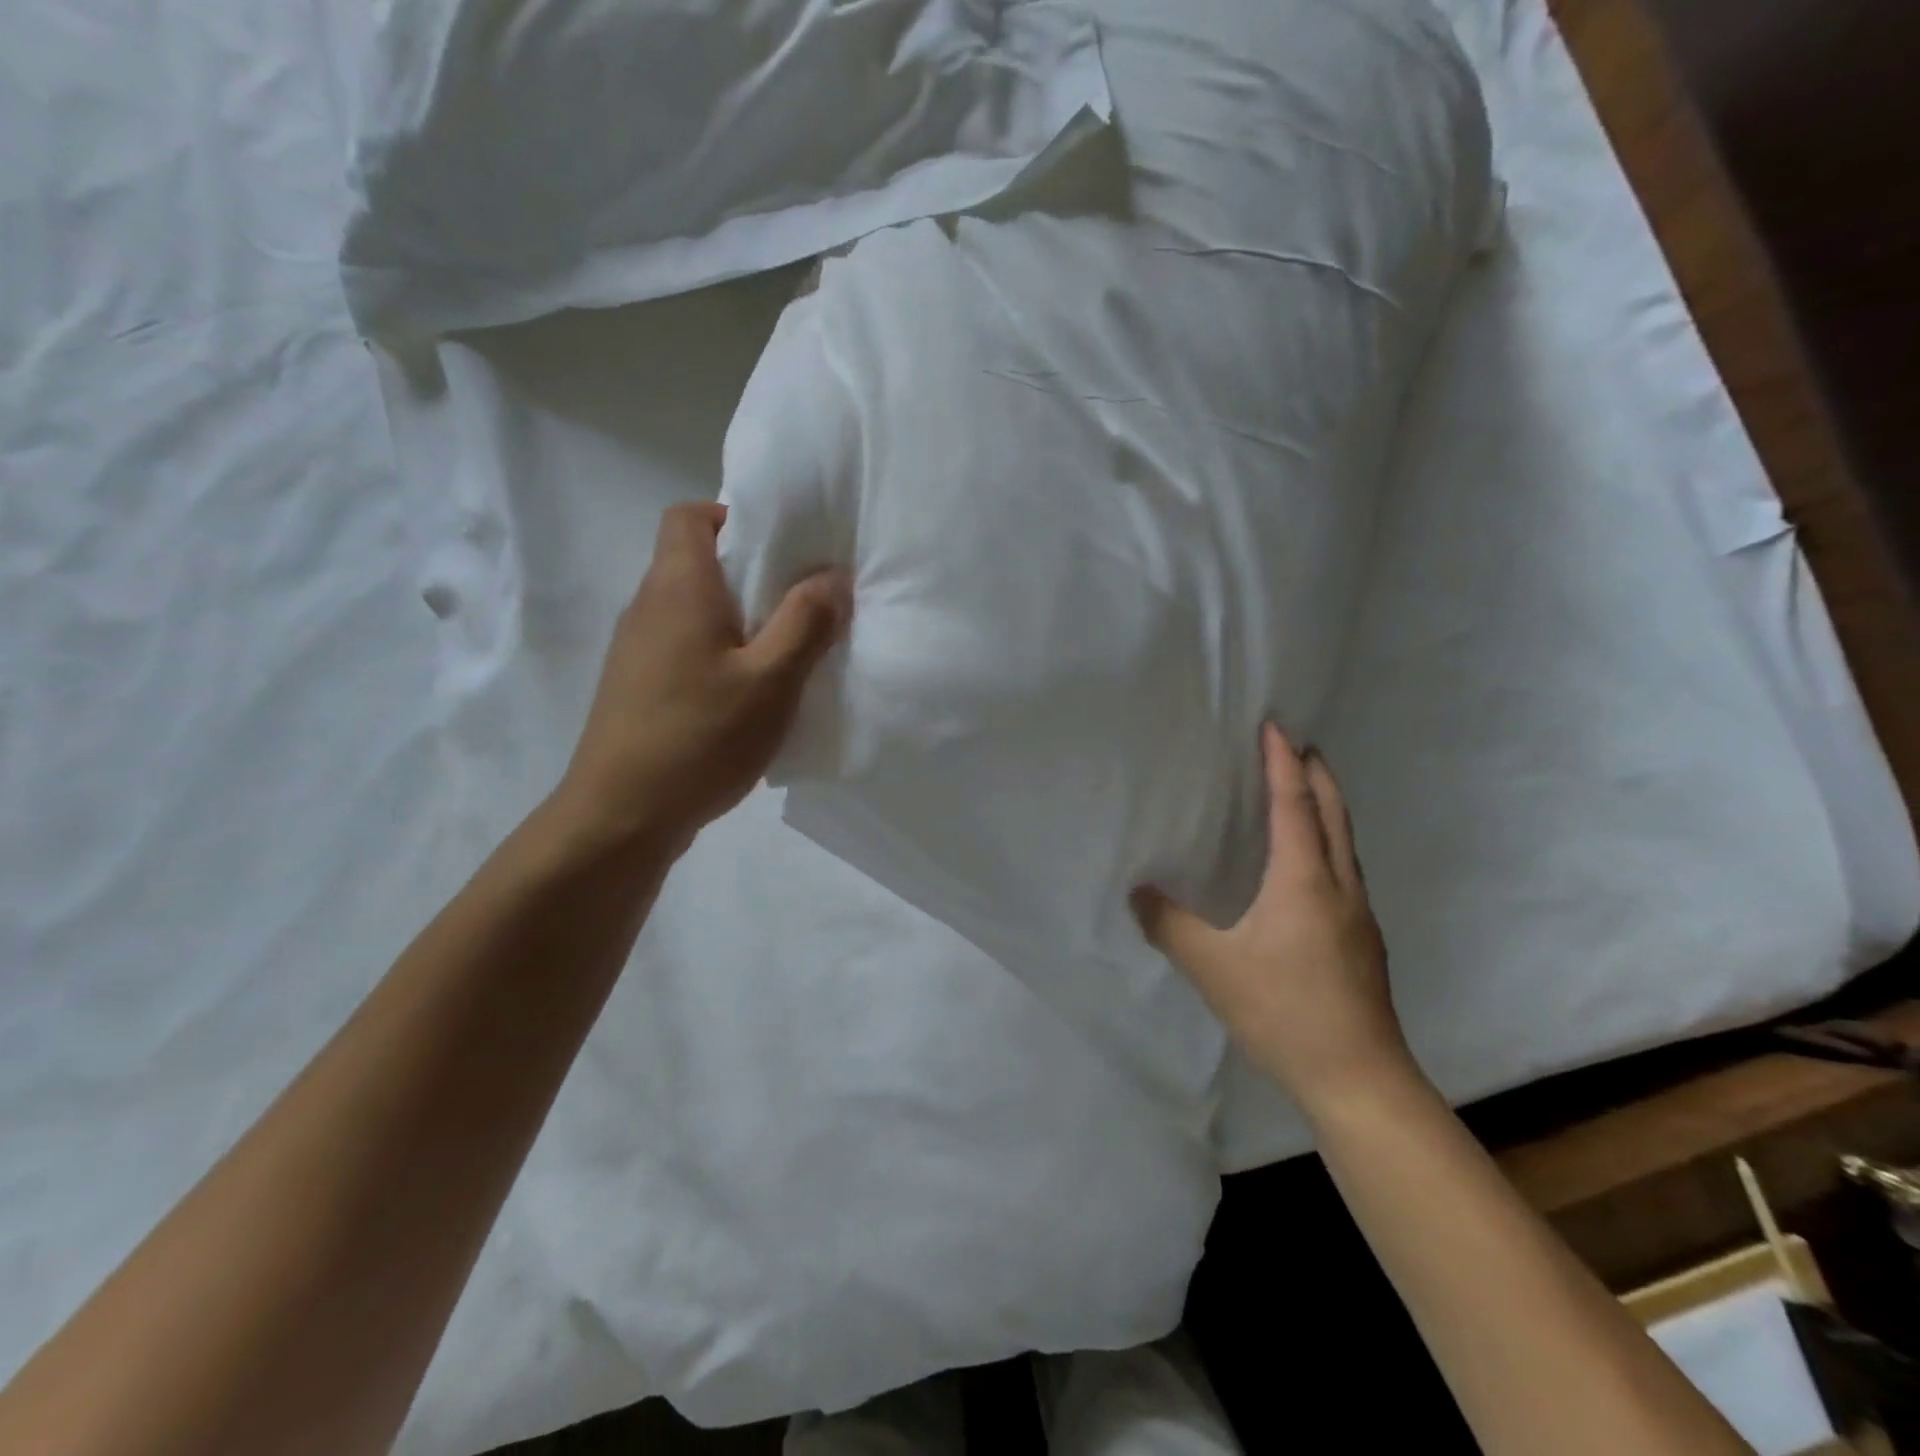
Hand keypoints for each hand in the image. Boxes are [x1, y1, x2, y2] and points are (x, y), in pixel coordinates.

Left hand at [551, 502, 849, 854]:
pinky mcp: (637, 686)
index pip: (689, 516)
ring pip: (691, 609)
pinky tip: (748, 695)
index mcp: (678, 587)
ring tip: (783, 651)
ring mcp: (637, 649)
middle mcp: (649, 606)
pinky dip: (718, 652)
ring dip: (737, 617)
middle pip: (694, 560)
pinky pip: (683, 647)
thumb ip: (807, 622)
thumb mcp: (772, 680)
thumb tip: (834, 576)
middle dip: (750, 572)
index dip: (732, 517)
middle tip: (801, 602)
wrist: (621, 814)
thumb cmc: (700, 736)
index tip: (780, 548)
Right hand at [1132, 724, 1410, 1110]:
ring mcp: (1359, 914)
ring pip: (1346, 843)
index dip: (1283, 763)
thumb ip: (1169, 925)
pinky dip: (1328, 842)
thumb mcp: (1212, 967)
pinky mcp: (1363, 940)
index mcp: (1304, 880)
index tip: (1275, 726)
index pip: (1294, 805)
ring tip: (1303, 792)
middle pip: (1334, 814)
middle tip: (1298, 745)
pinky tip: (1309, 866)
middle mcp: (1339, 886)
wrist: (1359, 1078)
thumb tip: (1137, 891)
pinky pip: (1345, 869)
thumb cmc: (1284, 1011)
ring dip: (1327, 807)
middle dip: (1317, 775)